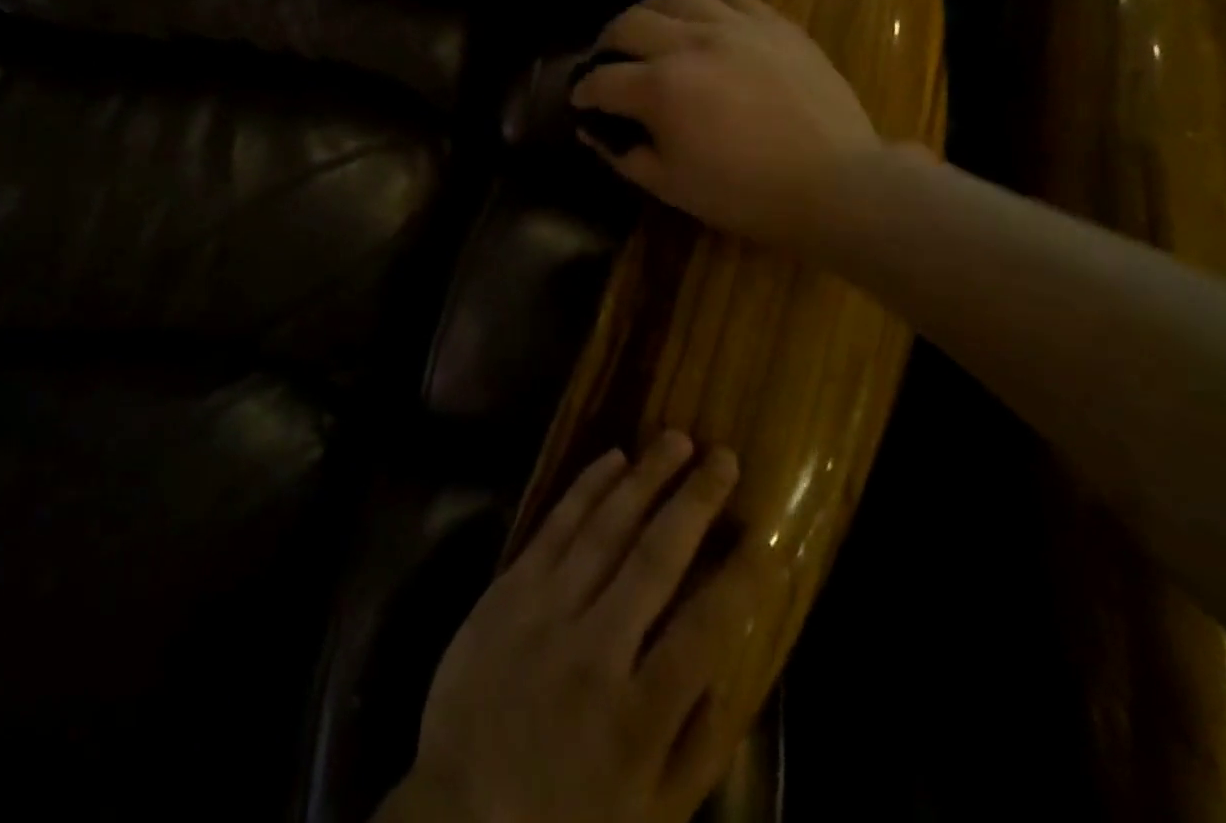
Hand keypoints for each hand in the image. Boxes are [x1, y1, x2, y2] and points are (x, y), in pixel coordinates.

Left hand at [379, 434, 765, 822]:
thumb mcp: (650, 815)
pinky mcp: (508, 588)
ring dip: (645, 478)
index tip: (767, 538)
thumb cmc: (565, 818)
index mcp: (637, 717)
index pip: (704, 633)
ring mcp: (545, 610)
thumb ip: (698, 745)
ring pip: (605, 527)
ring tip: (676, 439)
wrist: (458, 811)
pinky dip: (586, 488)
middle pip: (655, 559)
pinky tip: (613, 459)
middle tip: (724, 456)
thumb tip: (734, 665)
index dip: (740, 581)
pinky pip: (554, 525)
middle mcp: (594, 650)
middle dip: (694, 501)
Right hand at [571, 0, 882, 248]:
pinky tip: (696, 15)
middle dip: (606, 44)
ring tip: (646, 30)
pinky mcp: (772, 22)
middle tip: (606, 62)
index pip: (603, 80)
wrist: (835, 183)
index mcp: (661, 88)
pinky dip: (699, 2)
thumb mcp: (671, 185)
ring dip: (647, 13)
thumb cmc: (745, 193)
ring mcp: (735, 26)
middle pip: (628, 24)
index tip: (579, 100)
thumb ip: (623, 154)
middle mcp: (690, 43)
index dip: (583, 91)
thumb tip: (594, 132)